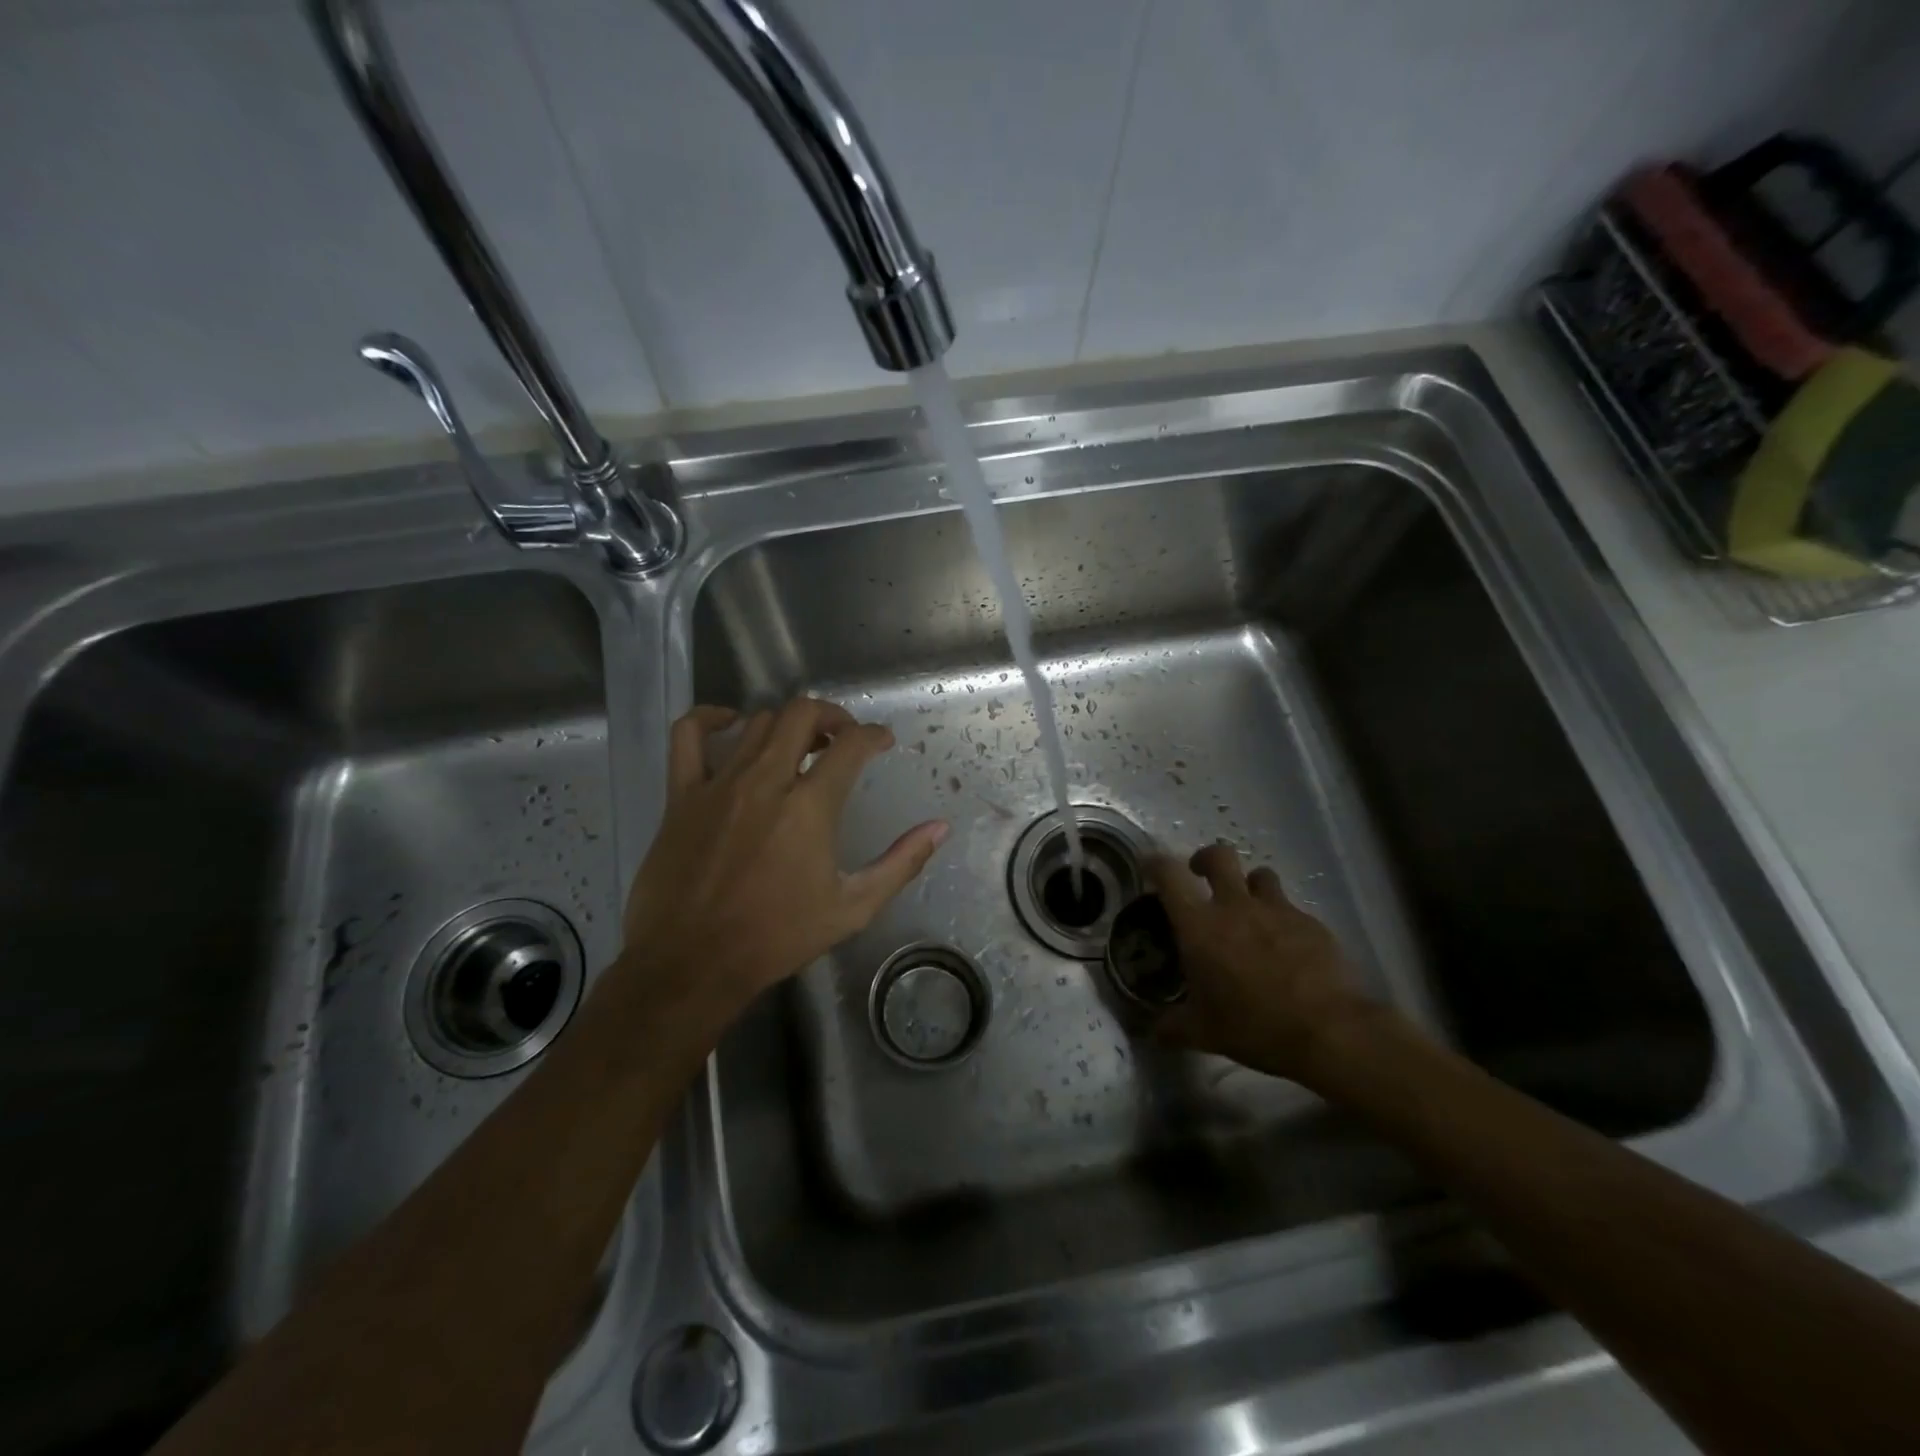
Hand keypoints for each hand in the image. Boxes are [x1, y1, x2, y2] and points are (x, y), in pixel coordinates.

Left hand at [619, 698, 948, 1035]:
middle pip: (802, 714)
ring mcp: (719, 783)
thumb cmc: (777, 937)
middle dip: (832, 716)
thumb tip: (939, 828)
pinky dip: (709, 718)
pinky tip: (728, 724)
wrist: (693, 963)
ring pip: (757, 722)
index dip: (874, 735)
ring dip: (786, 725)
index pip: (851, 744)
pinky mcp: (682, 794)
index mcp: (810, 807)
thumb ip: (900, 863)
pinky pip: (689, 735)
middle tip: (842, 738)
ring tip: (798, 745)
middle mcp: (766, 781)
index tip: (882, 742)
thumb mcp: (852, 908)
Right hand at [1147, 842, 1377, 1082]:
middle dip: (1206, 859)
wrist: (1328, 1031)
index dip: (1155, 864)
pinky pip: (1291, 908)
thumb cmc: (1253, 1026)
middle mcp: (1235, 906)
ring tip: (1250, 910)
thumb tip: (1152, 1032)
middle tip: (1202, 875)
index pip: (1169, 875)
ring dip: (1250, 886)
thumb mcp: (1203, 1033)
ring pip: (1260, 875)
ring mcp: (1277, 910)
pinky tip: (1288, 947)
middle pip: (1219, 855)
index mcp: (1200, 925)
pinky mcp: (1312, 923)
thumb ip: (1173, 1026)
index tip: (1150, 867)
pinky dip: (1283, 920)